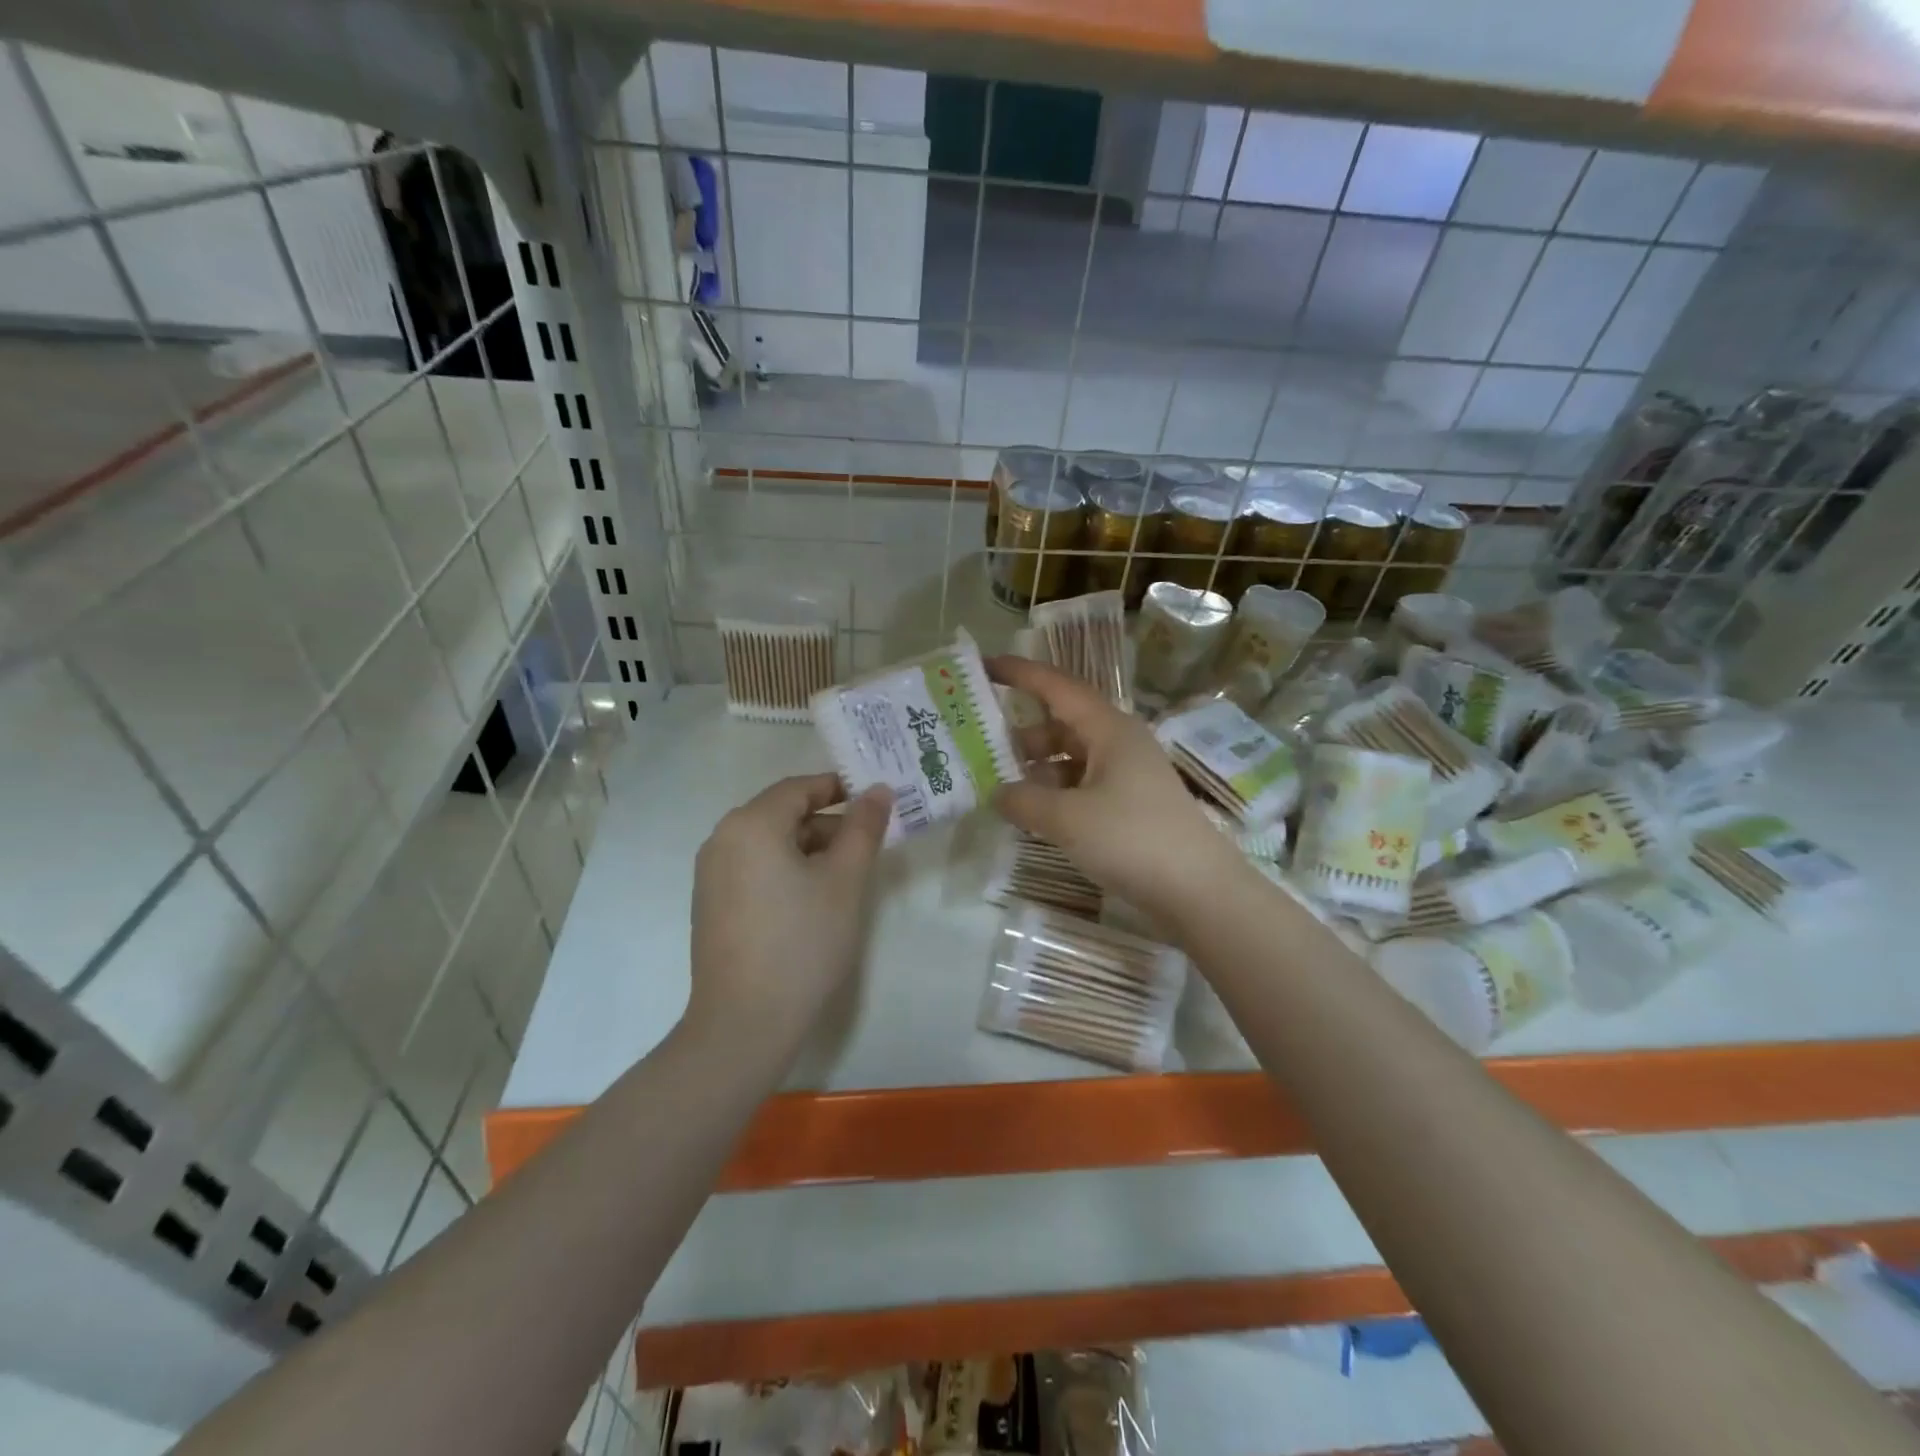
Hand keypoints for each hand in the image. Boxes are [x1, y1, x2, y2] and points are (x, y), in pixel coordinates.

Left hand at [687, 774, 891, 1048]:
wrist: (744, 1022)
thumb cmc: (802, 942)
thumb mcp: (844, 880)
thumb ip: (863, 828)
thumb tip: (877, 790)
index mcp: (751, 824)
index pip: (800, 788)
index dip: (840, 789)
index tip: (876, 803)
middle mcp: (722, 838)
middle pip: (783, 813)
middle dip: (828, 823)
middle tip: (869, 845)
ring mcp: (711, 873)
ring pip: (769, 842)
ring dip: (809, 848)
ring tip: (846, 876)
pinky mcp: (711, 903)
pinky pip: (754, 867)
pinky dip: (786, 869)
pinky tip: (811, 900)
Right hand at [988, 656, 1247, 930]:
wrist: (1199, 890)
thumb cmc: (1132, 839)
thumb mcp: (1067, 819)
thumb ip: (1023, 801)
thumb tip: (997, 793)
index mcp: (1109, 729)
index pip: (1057, 687)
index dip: (1019, 673)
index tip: (983, 666)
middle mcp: (1119, 743)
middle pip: (1061, 724)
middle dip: (1020, 734)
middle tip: (979, 747)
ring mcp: (1127, 775)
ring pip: (1070, 758)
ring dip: (1036, 769)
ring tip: (998, 788)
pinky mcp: (1130, 805)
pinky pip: (1082, 786)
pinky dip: (1055, 794)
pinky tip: (1033, 815)